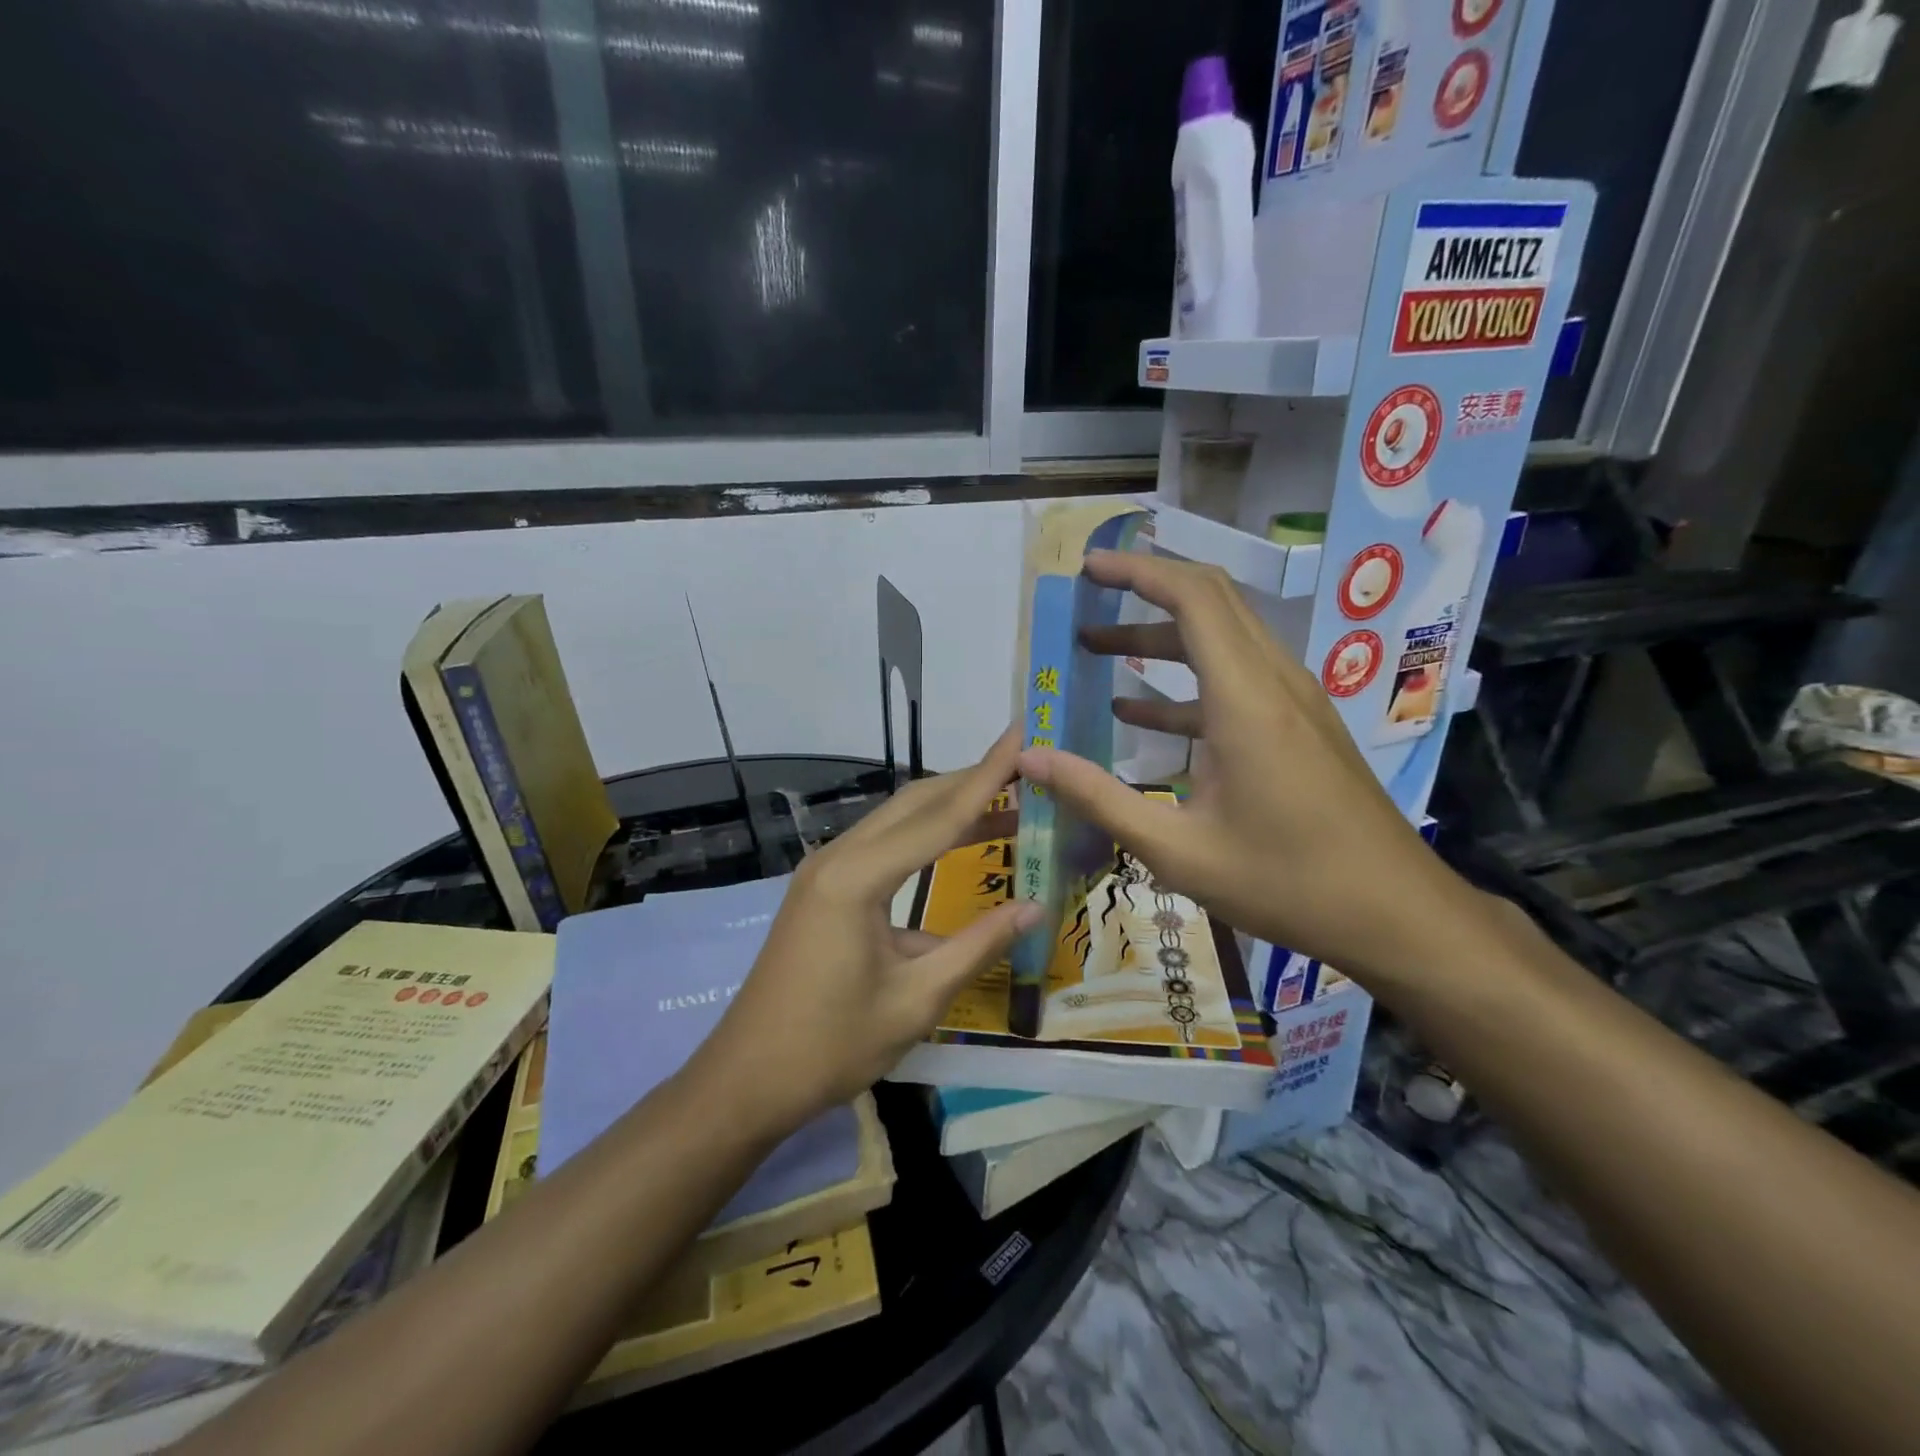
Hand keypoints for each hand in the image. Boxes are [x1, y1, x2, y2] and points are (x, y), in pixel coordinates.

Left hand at [695, 729, 1042, 1133]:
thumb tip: (1034, 906)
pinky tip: (954, 845)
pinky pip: (881, 846)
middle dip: (971, 781)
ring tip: (1007, 801)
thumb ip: (977, 945)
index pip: (939, 816)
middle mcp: (837, 858)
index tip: (1022, 735)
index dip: (988, 777)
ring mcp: (824, 870)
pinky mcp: (822, 888)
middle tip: (1026, 768)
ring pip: (896, 820)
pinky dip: (923, 837)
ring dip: (948, 808)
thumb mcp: (916, 999)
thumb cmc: (832, 1046)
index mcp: (857, 878)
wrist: (746, 1079)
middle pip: (914, 803)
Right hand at [1017, 552, 1473, 987]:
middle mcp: (1274, 682)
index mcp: (1245, 699)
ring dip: (1160, 638)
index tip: (1089, 567)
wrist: (1395, 915)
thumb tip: (1030, 759)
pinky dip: (1185, 682)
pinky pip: (1237, 679)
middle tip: (1086, 599)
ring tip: (1096, 651)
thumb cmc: (1285, 882)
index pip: (1193, 598)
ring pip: (1224, 639)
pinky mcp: (1300, 726)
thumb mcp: (1177, 850)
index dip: (1138, 570)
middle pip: (1211, 603)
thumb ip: (1099, 797)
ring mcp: (1294, 702)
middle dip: (1144, 591)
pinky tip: (1140, 713)